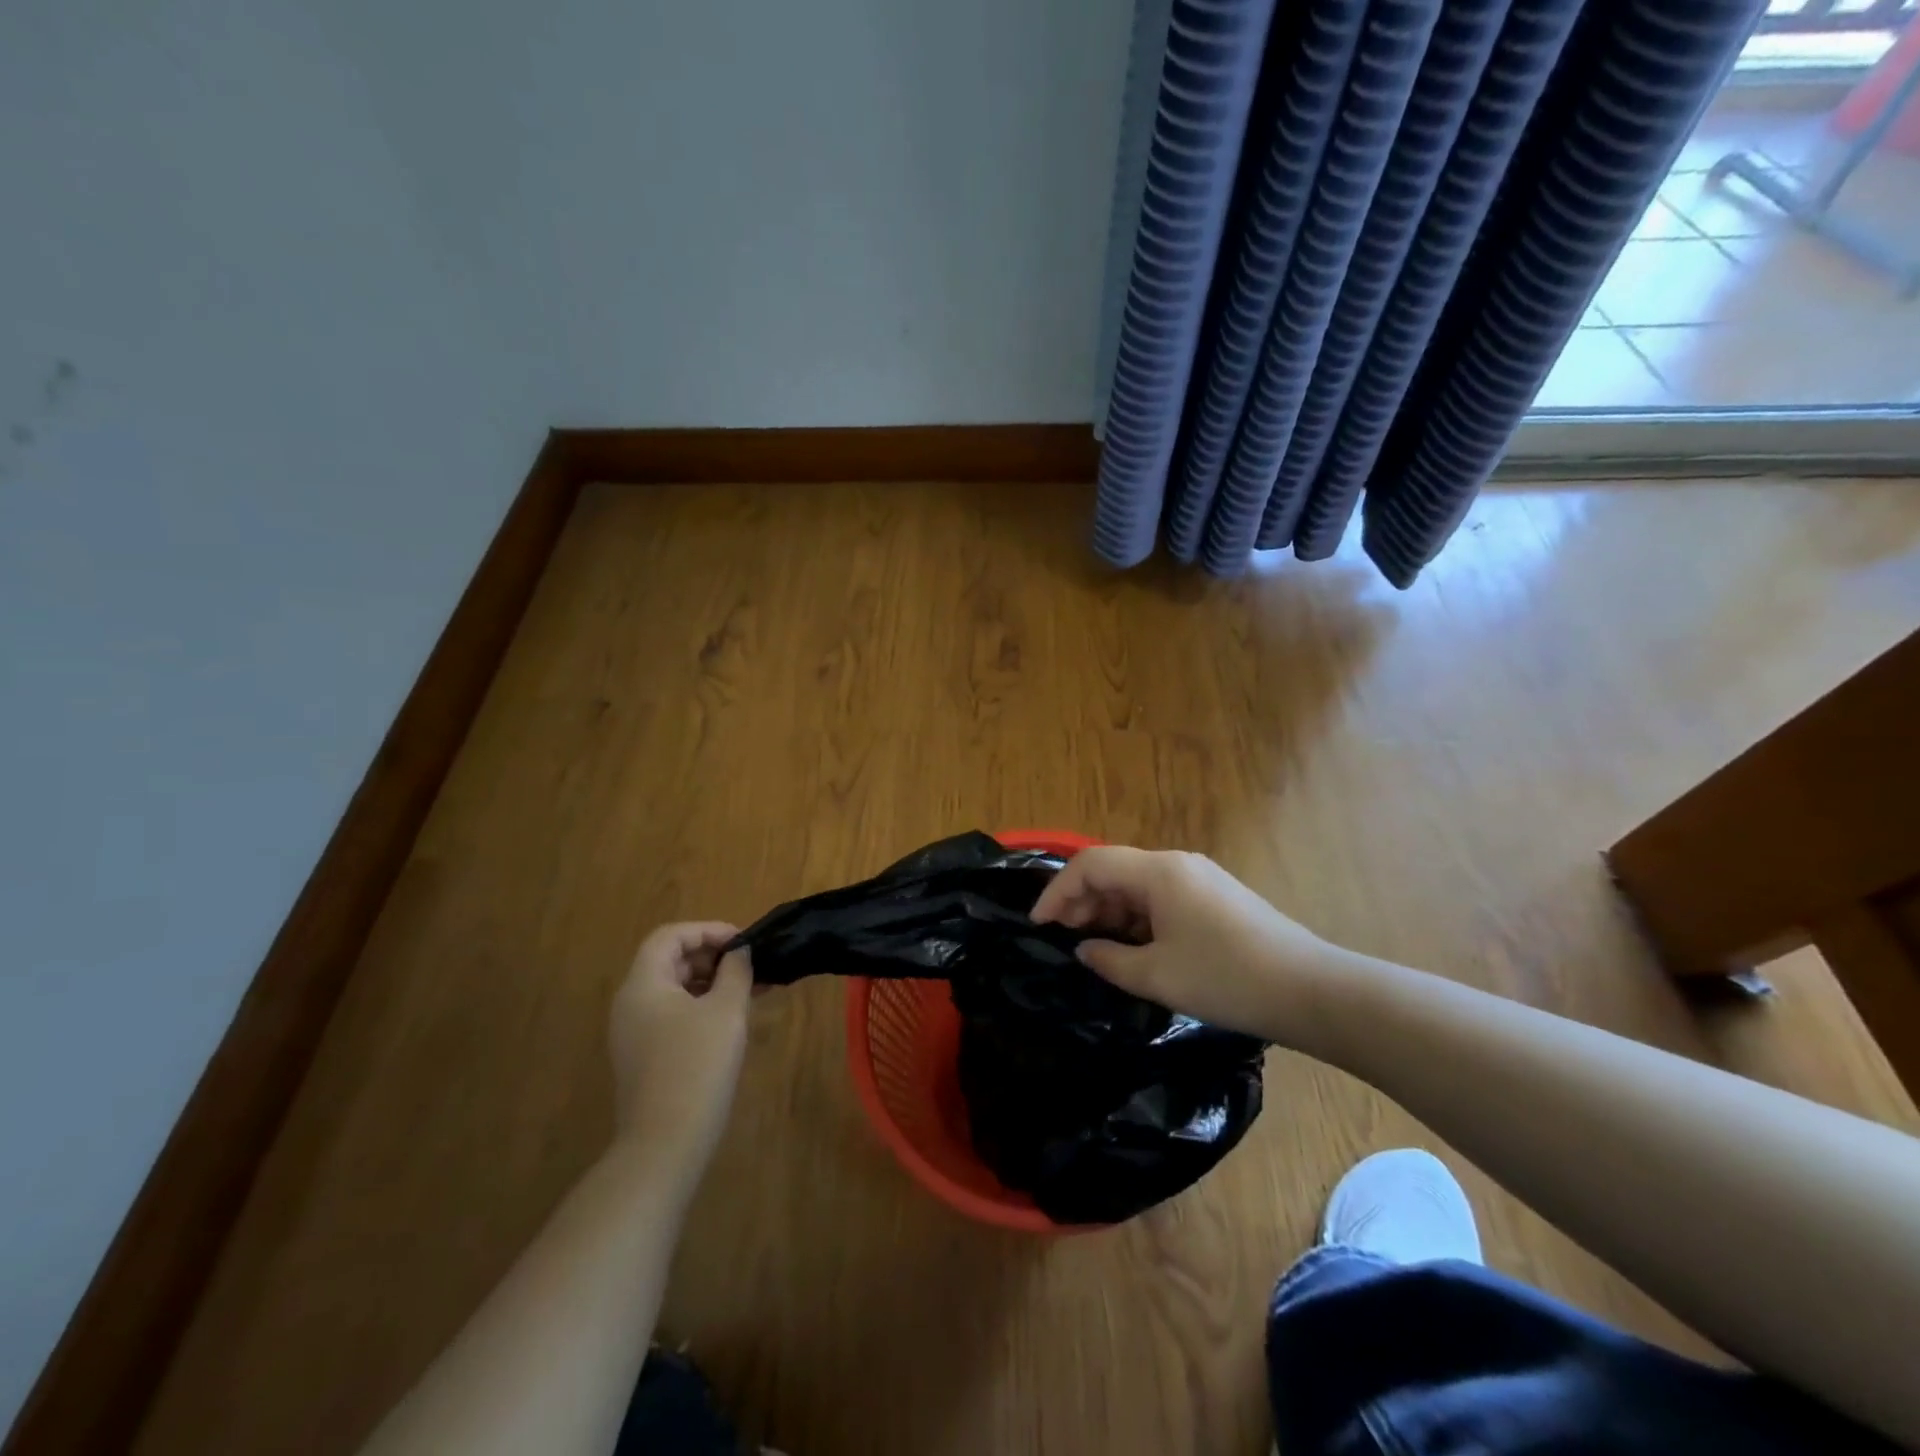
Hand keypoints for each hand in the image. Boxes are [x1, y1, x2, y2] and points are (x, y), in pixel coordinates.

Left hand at [608, 923, 751, 1181]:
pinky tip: (732, 1020)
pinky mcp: (644, 1058)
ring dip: (711, 983)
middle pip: (670, 961)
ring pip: (674, 990)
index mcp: (643, 985)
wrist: (665, 1144)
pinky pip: (673, 1016)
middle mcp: (631, 1004)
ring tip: (751, 991)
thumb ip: (735, 971)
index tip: (743, 943)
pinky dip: (702, 1007)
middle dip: (712, 957)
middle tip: (750, 966)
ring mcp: (634, 1034)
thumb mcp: (726, 1010)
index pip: (670, 936)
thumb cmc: (697, 1066)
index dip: (707, 930)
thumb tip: (740, 952)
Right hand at [1029, 847, 1336, 1041]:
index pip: (1090, 864)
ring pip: (1137, 885)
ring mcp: (1200, 879)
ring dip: (1110, 912)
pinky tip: (1134, 949)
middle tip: (1064, 940)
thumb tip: (1084, 949)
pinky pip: (1162, 899)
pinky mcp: (1217, 899)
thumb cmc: (1226, 979)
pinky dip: (1138, 919)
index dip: (1057, 892)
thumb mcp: (1157, 975)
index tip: (1038, 925)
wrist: (1312, 991)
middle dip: (1082, 902)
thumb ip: (1109, 960)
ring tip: (1095, 949)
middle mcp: (1177, 864)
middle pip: (1114, 870)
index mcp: (1159, 872)